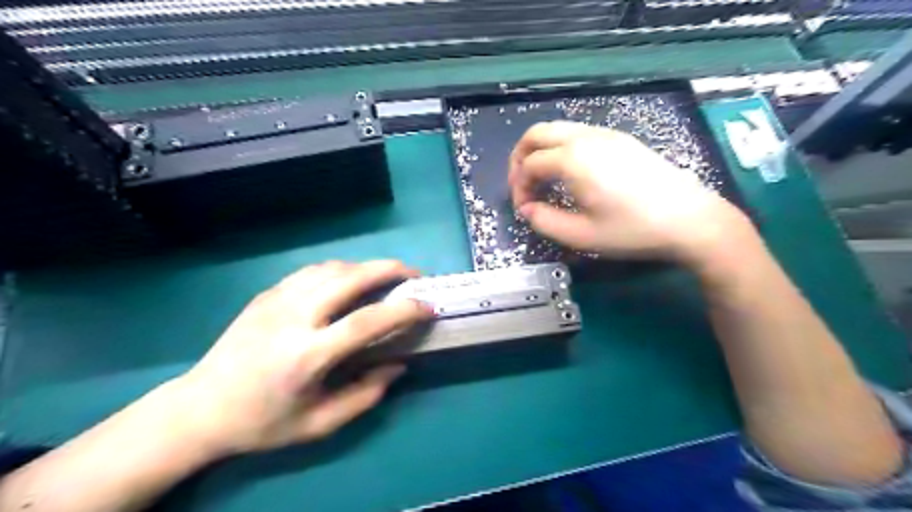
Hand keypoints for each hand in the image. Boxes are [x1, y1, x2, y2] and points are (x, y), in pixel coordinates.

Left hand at [172, 260, 432, 455]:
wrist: (199, 408)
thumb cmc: (262, 422)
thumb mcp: (319, 424)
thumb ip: (365, 395)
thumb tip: (398, 365)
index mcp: (306, 355)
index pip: (366, 321)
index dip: (403, 310)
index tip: (428, 307)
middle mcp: (293, 318)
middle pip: (350, 277)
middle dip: (389, 269)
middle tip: (414, 274)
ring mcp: (276, 300)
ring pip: (332, 268)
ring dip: (365, 267)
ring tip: (385, 277)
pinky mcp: (266, 294)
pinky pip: (312, 272)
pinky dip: (340, 270)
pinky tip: (349, 281)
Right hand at [507, 120, 747, 263]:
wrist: (689, 219)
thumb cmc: (632, 230)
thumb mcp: (581, 236)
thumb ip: (544, 221)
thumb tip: (527, 209)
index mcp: (573, 160)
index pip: (529, 164)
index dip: (518, 187)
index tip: (523, 209)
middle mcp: (586, 137)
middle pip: (537, 133)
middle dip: (520, 157)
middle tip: (521, 185)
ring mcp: (605, 134)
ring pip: (558, 129)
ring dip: (540, 150)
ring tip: (542, 179)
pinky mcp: (620, 138)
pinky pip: (577, 133)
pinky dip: (560, 147)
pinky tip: (569, 172)